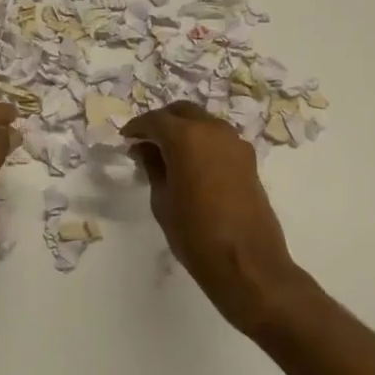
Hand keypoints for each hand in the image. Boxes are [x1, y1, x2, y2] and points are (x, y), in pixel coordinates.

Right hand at [122, 102, 307, 332]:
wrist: (246, 262)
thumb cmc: (194, 234)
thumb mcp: (162, 200)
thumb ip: (153, 167)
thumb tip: (146, 149)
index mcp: (186, 137)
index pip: (155, 120)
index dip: (137, 128)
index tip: (126, 140)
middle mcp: (213, 130)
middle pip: (182, 112)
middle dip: (162, 122)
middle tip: (145, 143)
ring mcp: (235, 143)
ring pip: (203, 122)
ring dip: (184, 130)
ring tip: (167, 155)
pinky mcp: (248, 159)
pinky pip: (218, 139)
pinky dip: (201, 142)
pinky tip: (191, 165)